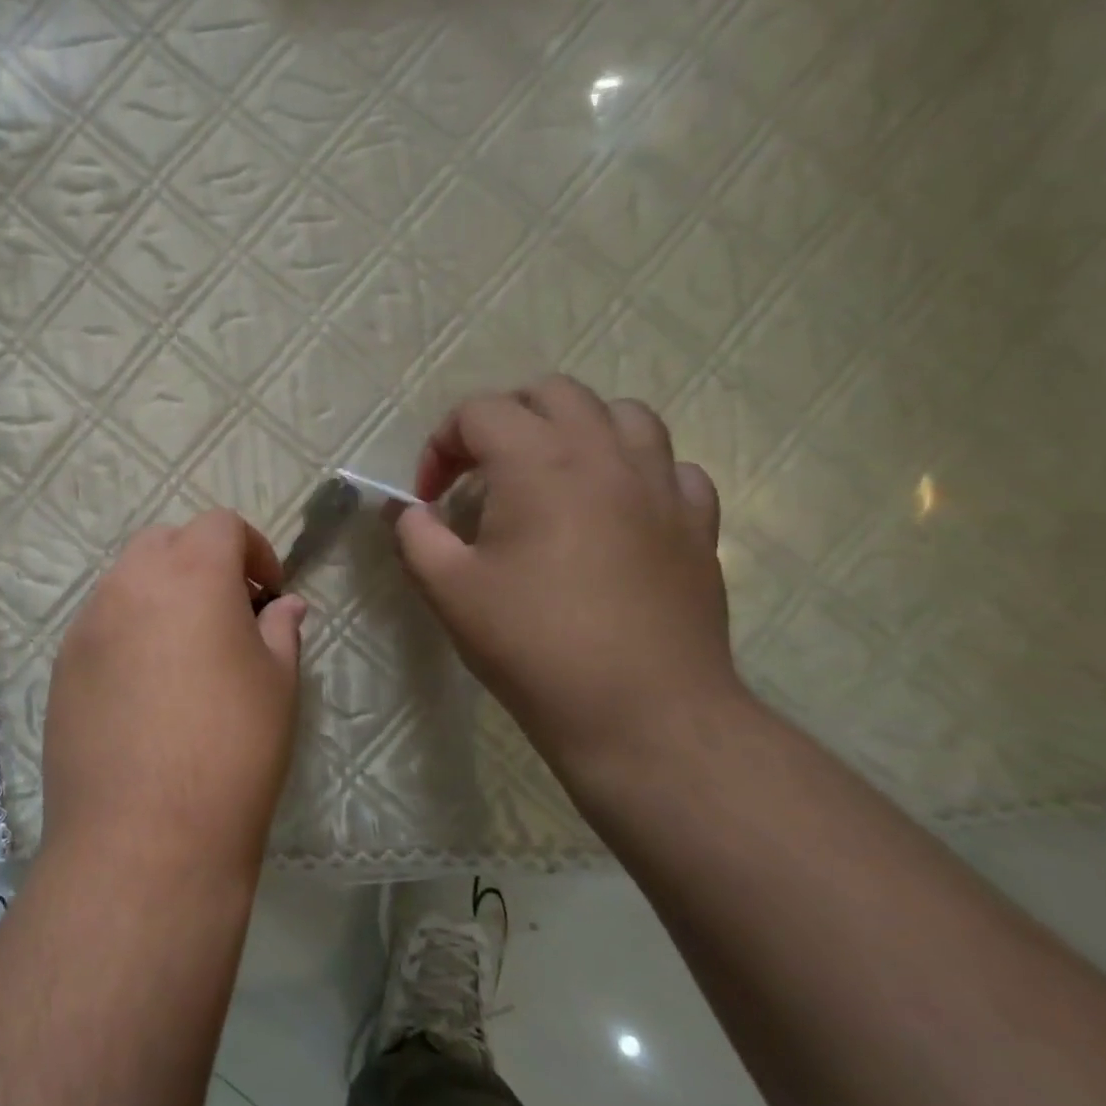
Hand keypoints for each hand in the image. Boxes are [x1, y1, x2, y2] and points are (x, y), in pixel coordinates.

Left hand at [41, 510, 307, 886]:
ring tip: (185, 653)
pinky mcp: (62, 667)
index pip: (219, 524)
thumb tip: (285, 606)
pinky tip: (145, 689)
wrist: (144, 838)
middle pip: (165, 542)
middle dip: (202, 562)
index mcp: (191, 574)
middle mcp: (129, 584)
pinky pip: (100, 625)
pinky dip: (128, 631)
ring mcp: (87, 625)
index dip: (252, 549)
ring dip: (161, 595)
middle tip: (228, 614)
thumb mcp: (277, 685)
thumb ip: (281, 630)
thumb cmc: (231, 751)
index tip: (268, 593)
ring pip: (127, 581)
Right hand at [395, 377, 744, 770]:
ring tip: (550, 475)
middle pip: (551, 393)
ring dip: (574, 429)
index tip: (430, 498)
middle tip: (481, 474)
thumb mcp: (447, 589)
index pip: (479, 412)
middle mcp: (604, 453)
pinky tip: (613, 507)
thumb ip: (415, 535)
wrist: (642, 712)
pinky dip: (633, 468)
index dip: (440, 446)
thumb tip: (409, 512)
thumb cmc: (533, 645)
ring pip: (621, 413)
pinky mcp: (696, 521)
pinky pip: (669, 464)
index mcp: (538, 461)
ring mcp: (661, 483)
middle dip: (503, 420)